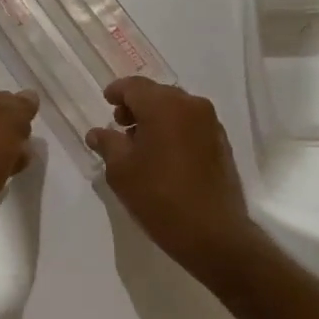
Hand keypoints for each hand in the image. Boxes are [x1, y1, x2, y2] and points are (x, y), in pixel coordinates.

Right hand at [86, 76, 259, 282]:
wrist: (212, 232)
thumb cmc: (159, 197)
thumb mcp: (121, 171)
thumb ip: (107, 144)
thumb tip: (97, 132)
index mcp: (164, 105)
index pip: (134, 86)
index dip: (117, 92)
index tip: (106, 102)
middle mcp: (191, 105)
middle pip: (157, 94)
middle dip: (136, 105)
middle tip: (120, 126)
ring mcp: (210, 123)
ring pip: (176, 108)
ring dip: (156, 118)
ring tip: (140, 143)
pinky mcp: (221, 142)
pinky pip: (191, 124)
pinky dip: (174, 129)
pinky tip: (163, 154)